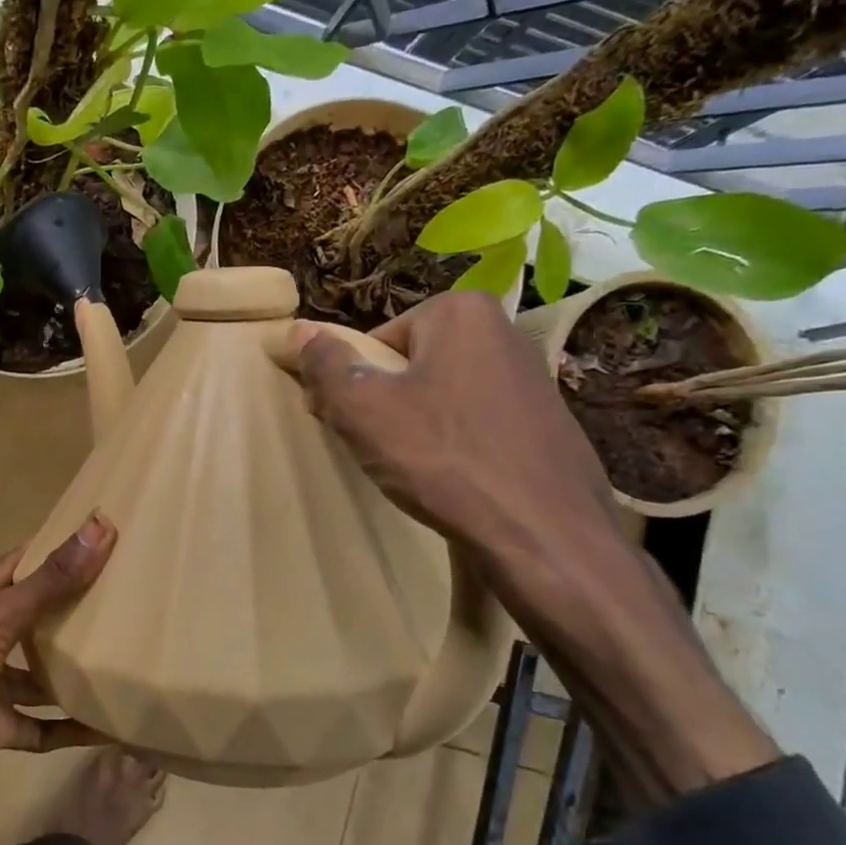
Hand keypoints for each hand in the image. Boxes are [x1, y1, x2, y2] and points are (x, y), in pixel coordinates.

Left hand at [0, 514, 115, 844]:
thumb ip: (49, 581)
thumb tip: (99, 528)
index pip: (17, 565)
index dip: (52, 549)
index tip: (98, 536)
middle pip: (34, 617)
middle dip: (72, 608)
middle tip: (125, 594)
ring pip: (40, 673)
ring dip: (73, 669)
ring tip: (124, 655)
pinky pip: (43, 726)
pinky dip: (71, 727)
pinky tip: (109, 725)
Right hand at [286, 289, 622, 573]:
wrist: (542, 533)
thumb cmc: (442, 458)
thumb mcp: (362, 409)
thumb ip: (325, 364)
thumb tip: (300, 329)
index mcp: (459, 311)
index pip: (374, 342)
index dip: (350, 385)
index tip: (347, 424)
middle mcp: (502, 330)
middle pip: (408, 364)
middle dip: (384, 402)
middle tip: (376, 448)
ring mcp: (530, 376)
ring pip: (440, 394)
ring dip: (415, 425)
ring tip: (413, 468)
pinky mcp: (545, 420)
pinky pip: (474, 421)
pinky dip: (453, 444)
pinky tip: (451, 478)